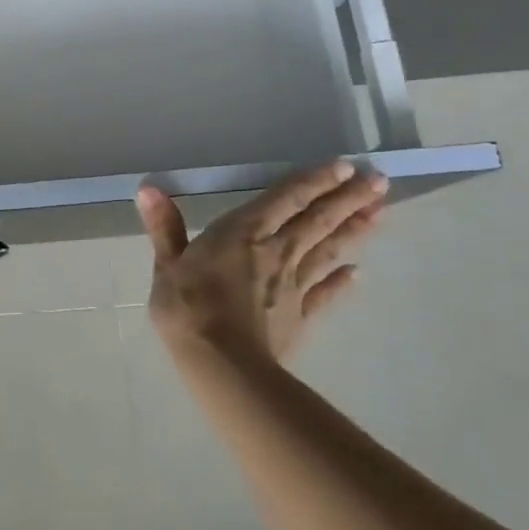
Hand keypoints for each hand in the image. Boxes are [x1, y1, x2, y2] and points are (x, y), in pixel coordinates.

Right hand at [135, 161, 386, 369]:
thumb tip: (148, 188)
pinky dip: (342, 282)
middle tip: (379, 181)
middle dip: (348, 199)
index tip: (345, 166)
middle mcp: (277, 251)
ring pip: (328, 251)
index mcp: (243, 232)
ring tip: (380, 213)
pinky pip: (325, 294)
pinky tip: (357, 273)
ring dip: (354, 231)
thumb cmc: (188, 307)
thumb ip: (164, 227)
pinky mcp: (301, 315)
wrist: (222, 363)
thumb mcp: (167, 264)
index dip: (314, 181)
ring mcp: (293, 285)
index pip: (285, 199)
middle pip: (318, 220)